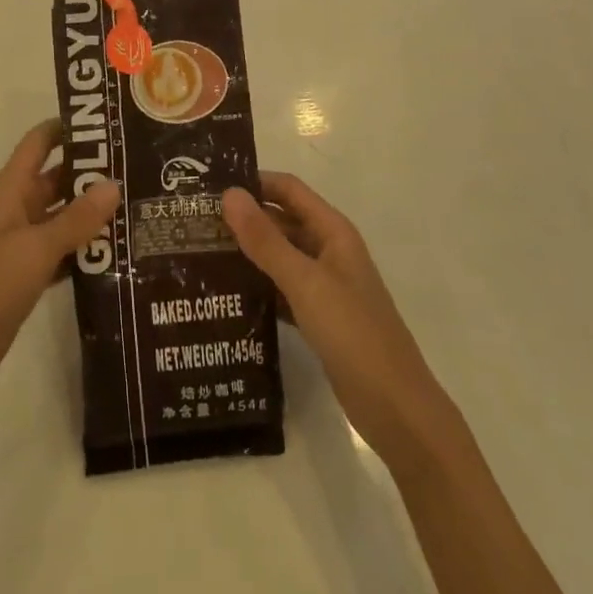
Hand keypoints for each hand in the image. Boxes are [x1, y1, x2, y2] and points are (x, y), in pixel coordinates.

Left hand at [0, 120, 120, 415]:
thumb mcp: (34, 250)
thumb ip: (75, 219)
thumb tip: (114, 183)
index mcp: (11, 191)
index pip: (40, 142)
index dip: (69, 127)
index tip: (110, 122)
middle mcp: (18, 210)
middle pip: (58, 177)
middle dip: (94, 171)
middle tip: (141, 167)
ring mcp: (23, 244)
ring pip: (64, 216)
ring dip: (95, 212)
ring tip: (141, 205)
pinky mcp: (29, 275)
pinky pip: (64, 251)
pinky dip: (87, 249)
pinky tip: (121, 252)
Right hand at [224, 173, 453, 474]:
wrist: (397, 411)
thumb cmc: (354, 334)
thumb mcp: (306, 283)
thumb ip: (266, 240)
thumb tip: (229, 194)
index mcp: (332, 232)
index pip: (288, 190)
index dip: (253, 182)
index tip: (209, 185)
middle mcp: (328, 251)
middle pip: (281, 221)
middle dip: (243, 219)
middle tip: (195, 222)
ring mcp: (324, 287)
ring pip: (279, 257)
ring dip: (247, 254)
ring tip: (200, 254)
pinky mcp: (318, 319)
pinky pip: (281, 291)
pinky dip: (257, 288)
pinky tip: (225, 295)